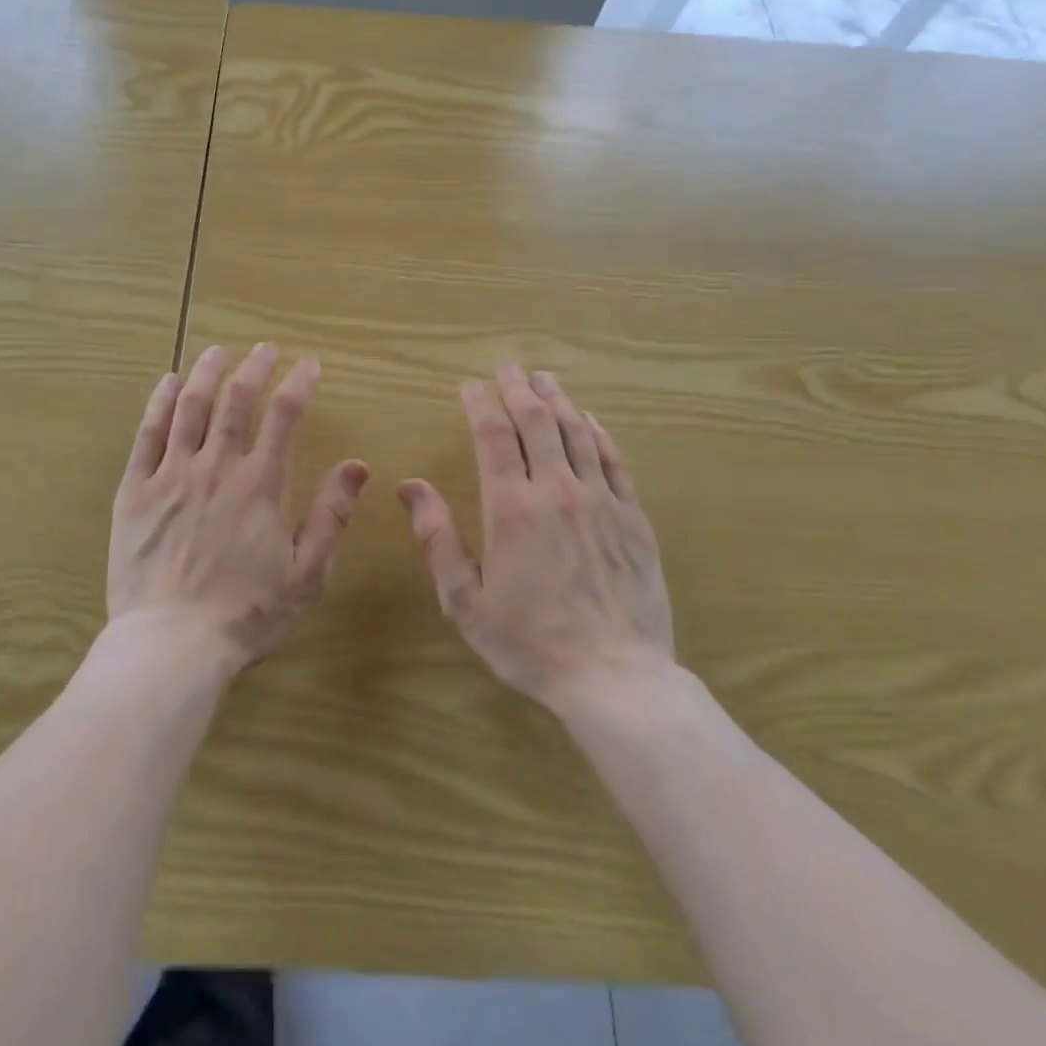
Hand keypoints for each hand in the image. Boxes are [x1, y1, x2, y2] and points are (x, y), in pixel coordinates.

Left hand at [109, 342, 369, 676]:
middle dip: (254, 368)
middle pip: (237, 401)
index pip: (284, 416)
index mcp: (261, 484)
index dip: (299, 383)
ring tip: (218, 351)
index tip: (308, 365)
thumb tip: (356, 466)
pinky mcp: (136, 491)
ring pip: (190, 407)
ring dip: (207, 373)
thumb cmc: (246, 613)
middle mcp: (217, 466)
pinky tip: (168, 383)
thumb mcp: (306, 573)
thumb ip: (331, 515)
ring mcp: (171, 475)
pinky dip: (159, 403)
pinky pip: (147, 434)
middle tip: (264, 349)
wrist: (171, 644)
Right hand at [397, 363, 672, 709]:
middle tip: (508, 367)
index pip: (494, 436)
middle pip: (538, 422)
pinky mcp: (634, 518)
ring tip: (545, 378)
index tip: (470, 386)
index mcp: (511, 508)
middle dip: (519, 388)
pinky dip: (599, 432)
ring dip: (558, 400)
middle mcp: (557, 491)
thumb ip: (437, 539)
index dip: (481, 404)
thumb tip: (410, 487)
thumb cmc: (530, 642)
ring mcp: (601, 501)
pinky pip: (615, 460)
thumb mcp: (465, 600)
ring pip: (578, 432)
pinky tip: (590, 419)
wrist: (616, 678)